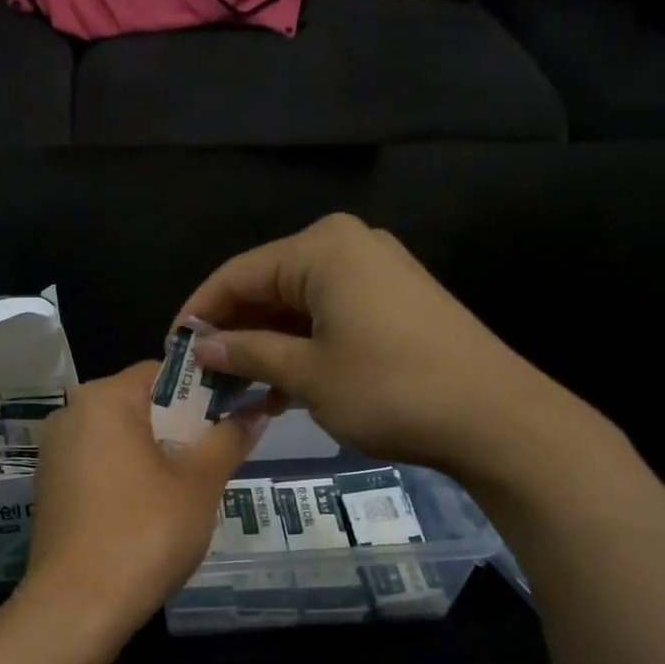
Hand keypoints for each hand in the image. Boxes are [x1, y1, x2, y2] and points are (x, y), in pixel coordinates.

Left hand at [20, 362, 258, 633]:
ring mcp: (54, 454)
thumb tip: (256, 412)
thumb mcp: (199, 483)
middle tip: (215, 456)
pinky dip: (127, 474)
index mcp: (104, 399)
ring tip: (188, 487)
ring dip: (155, 452)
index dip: (204, 389)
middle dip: (180, 424)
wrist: (78, 606)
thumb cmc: (145, 532)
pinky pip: (98, 464)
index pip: (163, 371)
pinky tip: (149, 509)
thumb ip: (228, 439)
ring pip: (118, 436)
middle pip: (138, 404)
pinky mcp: (50, 488)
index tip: (233, 415)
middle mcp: (70, 414)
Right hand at [178, 213, 612, 488]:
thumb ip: (249, 353)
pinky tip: (278, 388)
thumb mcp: (308, 374)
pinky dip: (301, 348)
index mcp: (322, 249)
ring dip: (265, 345)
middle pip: (269, 286)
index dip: (200, 311)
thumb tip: (201, 345)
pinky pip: (329, 317)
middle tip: (201, 374)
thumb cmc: (388, 389)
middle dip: (233, 331)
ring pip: (298, 306)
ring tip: (233, 388)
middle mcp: (348, 247)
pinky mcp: (395, 302)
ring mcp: (376, 273)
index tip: (172, 349)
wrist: (492, 416)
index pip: (238, 273)